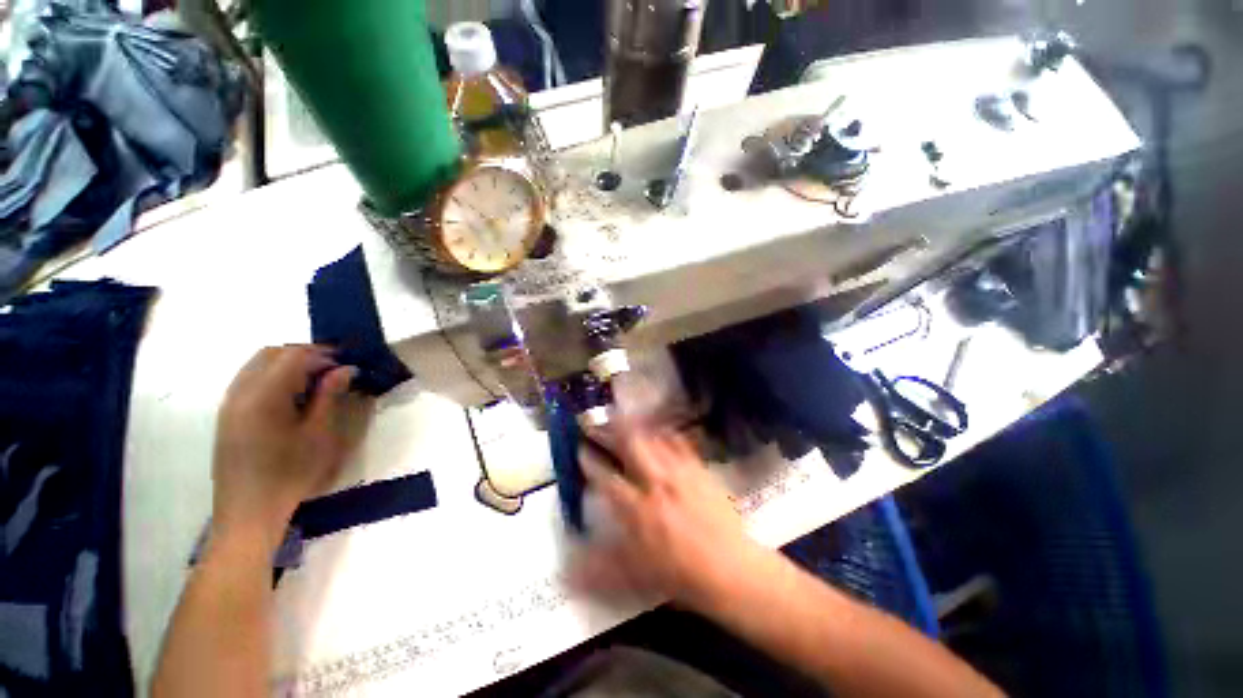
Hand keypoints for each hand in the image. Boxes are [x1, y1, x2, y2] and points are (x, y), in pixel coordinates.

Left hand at [211, 346, 372, 548]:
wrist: (249, 511)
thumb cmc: (290, 474)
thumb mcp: (319, 434)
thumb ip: (329, 396)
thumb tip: (346, 369)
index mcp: (264, 396)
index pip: (293, 356)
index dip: (322, 354)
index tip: (347, 363)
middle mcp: (240, 392)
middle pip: (270, 353)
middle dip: (303, 354)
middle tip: (332, 369)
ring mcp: (229, 403)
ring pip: (256, 364)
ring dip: (286, 364)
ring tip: (315, 381)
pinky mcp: (227, 415)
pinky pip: (248, 380)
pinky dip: (272, 376)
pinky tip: (291, 396)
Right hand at [573, 425, 765, 611]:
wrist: (729, 569)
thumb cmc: (679, 574)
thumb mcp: (635, 576)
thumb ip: (599, 568)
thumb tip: (566, 567)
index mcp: (637, 509)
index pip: (606, 478)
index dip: (589, 461)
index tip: (580, 448)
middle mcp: (656, 483)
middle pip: (631, 445)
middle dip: (613, 428)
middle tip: (602, 417)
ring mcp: (680, 473)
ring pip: (654, 439)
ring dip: (637, 426)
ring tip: (626, 416)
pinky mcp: (699, 470)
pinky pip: (681, 443)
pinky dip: (667, 433)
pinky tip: (661, 429)